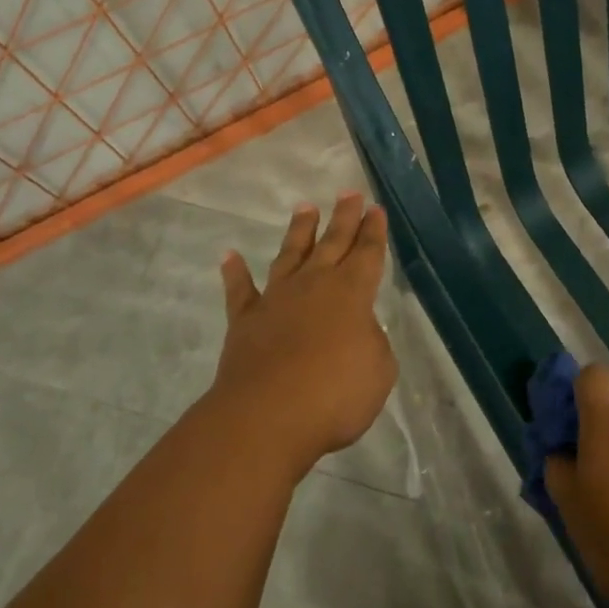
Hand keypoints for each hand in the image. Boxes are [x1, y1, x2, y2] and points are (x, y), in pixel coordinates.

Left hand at [211, 193, 396, 479]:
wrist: (268, 415)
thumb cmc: (335, 394)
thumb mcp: (378, 371)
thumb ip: (372, 342)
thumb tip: (358, 329)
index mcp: (352, 293)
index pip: (368, 253)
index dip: (374, 231)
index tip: (375, 209)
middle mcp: (314, 285)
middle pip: (333, 243)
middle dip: (344, 217)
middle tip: (349, 193)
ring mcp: (277, 299)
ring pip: (290, 254)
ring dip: (299, 231)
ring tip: (305, 208)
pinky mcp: (246, 320)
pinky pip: (240, 290)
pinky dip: (235, 272)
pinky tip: (230, 256)